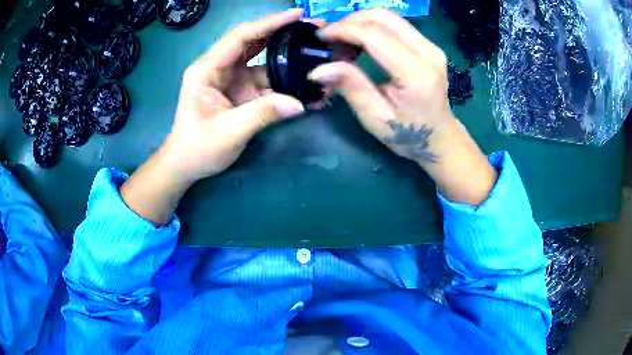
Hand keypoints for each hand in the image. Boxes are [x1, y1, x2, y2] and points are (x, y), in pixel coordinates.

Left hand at [120, 9, 305, 223]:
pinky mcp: (239, 91)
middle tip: (310, 29)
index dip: (269, 23)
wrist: (186, 164)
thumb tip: (300, 103)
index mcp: (207, 69)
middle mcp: (219, 67)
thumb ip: (263, 114)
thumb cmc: (198, 147)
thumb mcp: (228, 132)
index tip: (296, 15)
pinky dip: (282, 82)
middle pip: (253, 42)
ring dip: (285, 58)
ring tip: (312, 54)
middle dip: (280, 33)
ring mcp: (230, 78)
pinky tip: (302, 86)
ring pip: (261, 60)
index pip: (240, 36)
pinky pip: (264, 80)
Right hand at [309, 9, 496, 204]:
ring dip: (360, 23)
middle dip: (350, 22)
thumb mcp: (375, 117)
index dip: (343, 30)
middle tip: (331, 42)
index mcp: (416, 72)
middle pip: (382, 16)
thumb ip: (351, 87)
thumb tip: (318, 69)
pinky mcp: (428, 44)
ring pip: (388, 16)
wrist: (439, 137)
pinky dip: (372, 28)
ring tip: (344, 45)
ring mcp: (431, 45)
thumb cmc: (408, 134)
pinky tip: (361, 44)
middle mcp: (428, 51)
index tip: (319, 37)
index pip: (375, 35)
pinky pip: (395, 25)